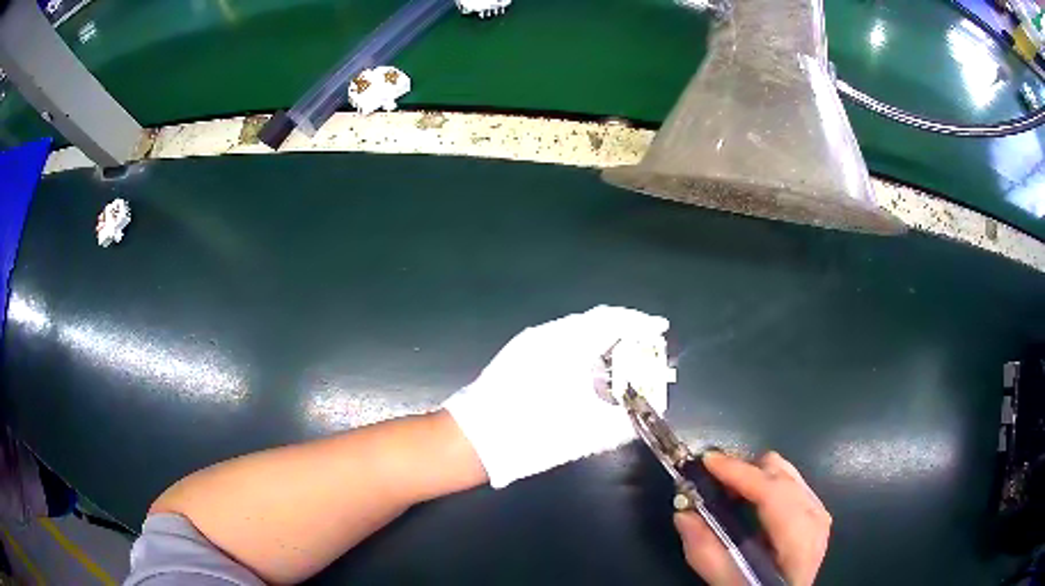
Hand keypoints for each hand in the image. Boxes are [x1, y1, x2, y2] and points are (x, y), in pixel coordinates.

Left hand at [443, 306, 669, 487]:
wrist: (478, 440)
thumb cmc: (531, 434)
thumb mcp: (583, 431)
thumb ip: (621, 417)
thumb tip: (652, 404)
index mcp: (565, 343)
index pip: (610, 319)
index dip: (639, 322)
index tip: (660, 329)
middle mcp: (548, 335)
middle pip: (595, 322)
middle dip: (624, 333)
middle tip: (646, 348)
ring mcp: (530, 344)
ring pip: (578, 333)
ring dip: (603, 343)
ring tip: (625, 361)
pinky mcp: (519, 355)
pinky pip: (561, 343)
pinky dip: (583, 352)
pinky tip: (592, 371)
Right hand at [675, 451, 830, 585]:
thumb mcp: (729, 582)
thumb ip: (706, 553)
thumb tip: (683, 514)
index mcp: (799, 540)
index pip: (772, 493)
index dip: (739, 473)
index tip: (707, 461)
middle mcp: (815, 517)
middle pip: (780, 472)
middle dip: (743, 471)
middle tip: (710, 481)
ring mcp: (818, 511)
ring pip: (785, 471)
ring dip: (753, 475)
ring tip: (727, 492)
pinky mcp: (814, 510)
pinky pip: (789, 480)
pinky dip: (765, 482)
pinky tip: (748, 501)